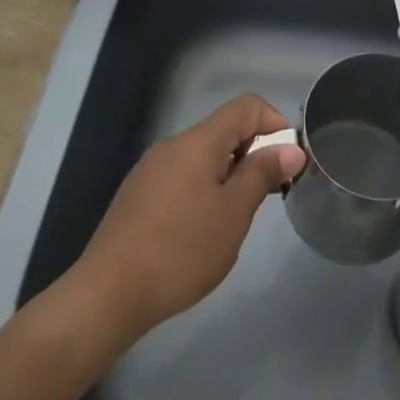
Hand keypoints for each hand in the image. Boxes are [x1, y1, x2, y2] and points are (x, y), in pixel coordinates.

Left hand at [65, 95, 304, 343]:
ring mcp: (151, 169)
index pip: (246, 106)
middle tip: (267, 195)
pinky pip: (182, 176)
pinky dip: (203, 189)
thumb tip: (291, 148)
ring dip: (228, 174)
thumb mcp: (233, 213)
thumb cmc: (181, 250)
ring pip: (202, 156)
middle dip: (253, 153)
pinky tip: (200, 231)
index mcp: (198, 141)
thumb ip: (262, 174)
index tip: (288, 160)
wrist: (108, 293)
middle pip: (224, 130)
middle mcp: (173, 145)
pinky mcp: (138, 194)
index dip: (275, 123)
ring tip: (235, 218)